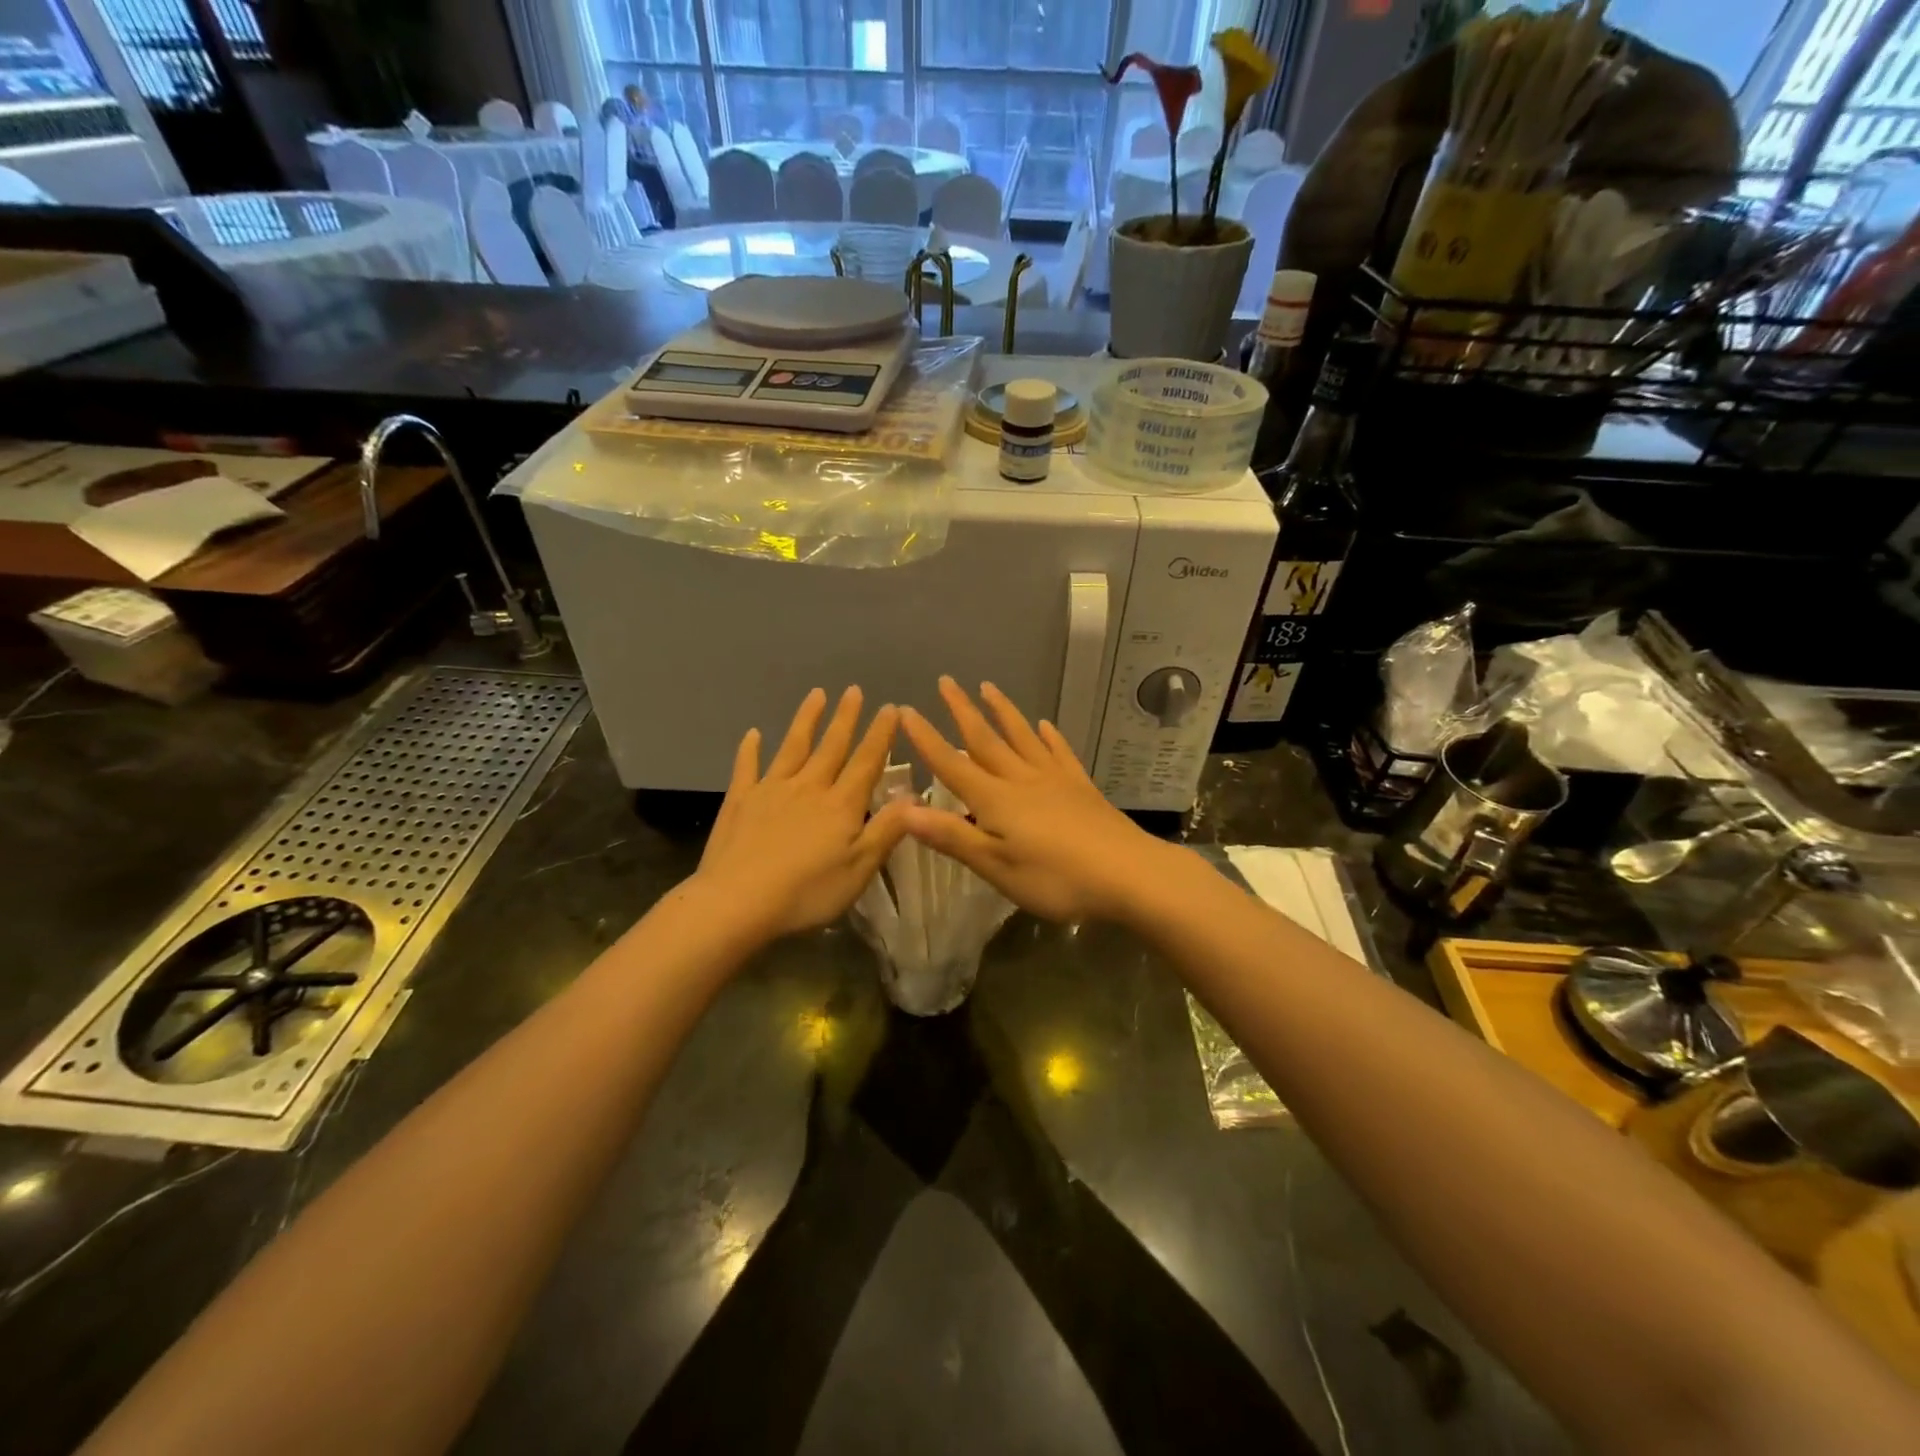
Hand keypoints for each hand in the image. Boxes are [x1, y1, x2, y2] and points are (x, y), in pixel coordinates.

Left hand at [696, 687, 908, 940]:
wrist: (737, 902)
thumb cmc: (807, 892)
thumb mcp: (859, 869)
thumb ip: (887, 830)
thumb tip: (915, 797)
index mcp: (841, 805)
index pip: (867, 762)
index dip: (880, 735)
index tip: (890, 708)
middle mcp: (809, 787)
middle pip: (831, 747)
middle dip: (845, 718)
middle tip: (854, 690)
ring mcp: (771, 790)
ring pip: (793, 747)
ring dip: (806, 720)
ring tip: (816, 695)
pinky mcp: (740, 800)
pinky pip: (747, 767)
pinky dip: (750, 749)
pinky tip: (753, 734)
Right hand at [897, 678, 1173, 923]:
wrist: (1128, 874)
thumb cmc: (1056, 878)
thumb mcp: (996, 866)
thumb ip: (952, 836)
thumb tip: (903, 809)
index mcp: (995, 800)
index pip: (952, 764)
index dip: (927, 739)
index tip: (905, 710)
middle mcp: (1022, 779)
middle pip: (986, 740)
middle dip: (962, 711)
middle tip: (946, 681)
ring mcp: (1055, 779)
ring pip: (1022, 738)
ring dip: (1003, 712)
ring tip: (988, 687)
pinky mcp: (1082, 787)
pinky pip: (1060, 753)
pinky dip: (1050, 737)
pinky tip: (1046, 725)